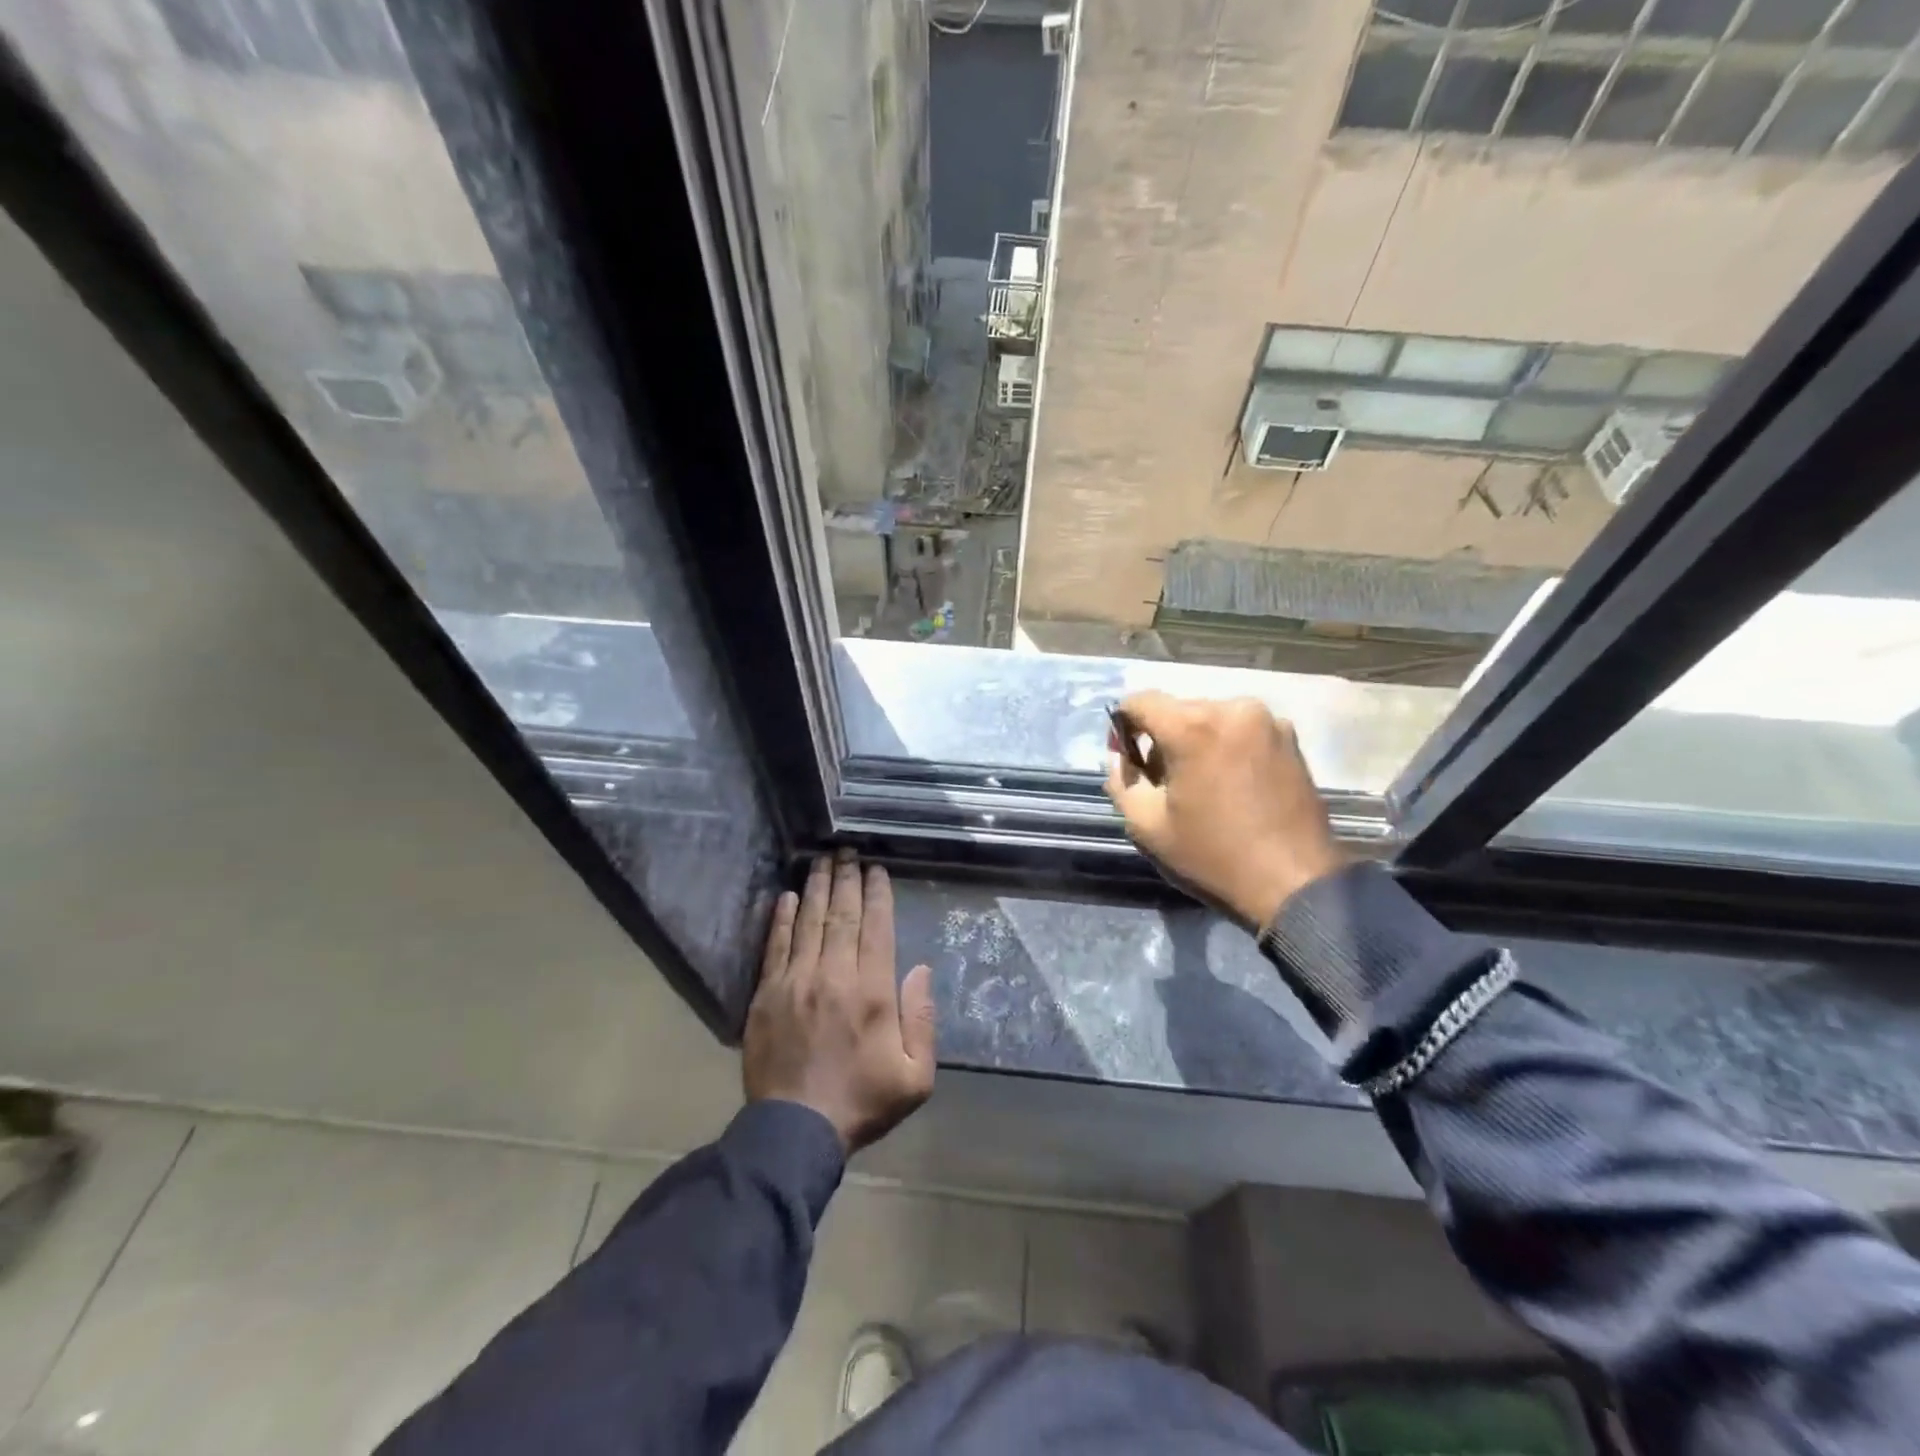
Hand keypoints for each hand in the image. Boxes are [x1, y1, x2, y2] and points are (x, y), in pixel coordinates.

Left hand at [744, 851, 935, 1153]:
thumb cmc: (862, 1102)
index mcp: (872, 992)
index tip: (876, 869)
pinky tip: (786, 896)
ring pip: (809, 922)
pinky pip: (775, 946)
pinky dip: (781, 918)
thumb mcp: (915, 1076)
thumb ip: (923, 1020)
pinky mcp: (767, 994)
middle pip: (841, 915)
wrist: (796, 1130)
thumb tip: (920, 970)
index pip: (876, 928)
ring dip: (816, 888)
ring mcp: (796, 982)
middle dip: (846, 879)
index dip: (877, 894)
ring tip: (821, 860)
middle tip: (848, 851)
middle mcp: (834, 976)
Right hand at [1106, 693, 1347, 928]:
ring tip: (1200, 785)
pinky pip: (1240, 730)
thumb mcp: (1146, 826)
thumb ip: (1121, 781)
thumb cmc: (1213, 856)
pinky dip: (1225, 747)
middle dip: (1161, 738)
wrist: (1295, 884)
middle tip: (1162, 782)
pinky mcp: (1290, 737)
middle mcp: (1232, 709)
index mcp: (1192, 726)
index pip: (1139, 701)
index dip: (1122, 725)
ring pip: (1210, 719)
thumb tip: (1121, 759)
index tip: (1126, 759)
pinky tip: (1230, 784)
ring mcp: (1267, 720)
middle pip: (1177, 710)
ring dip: (1195, 742)